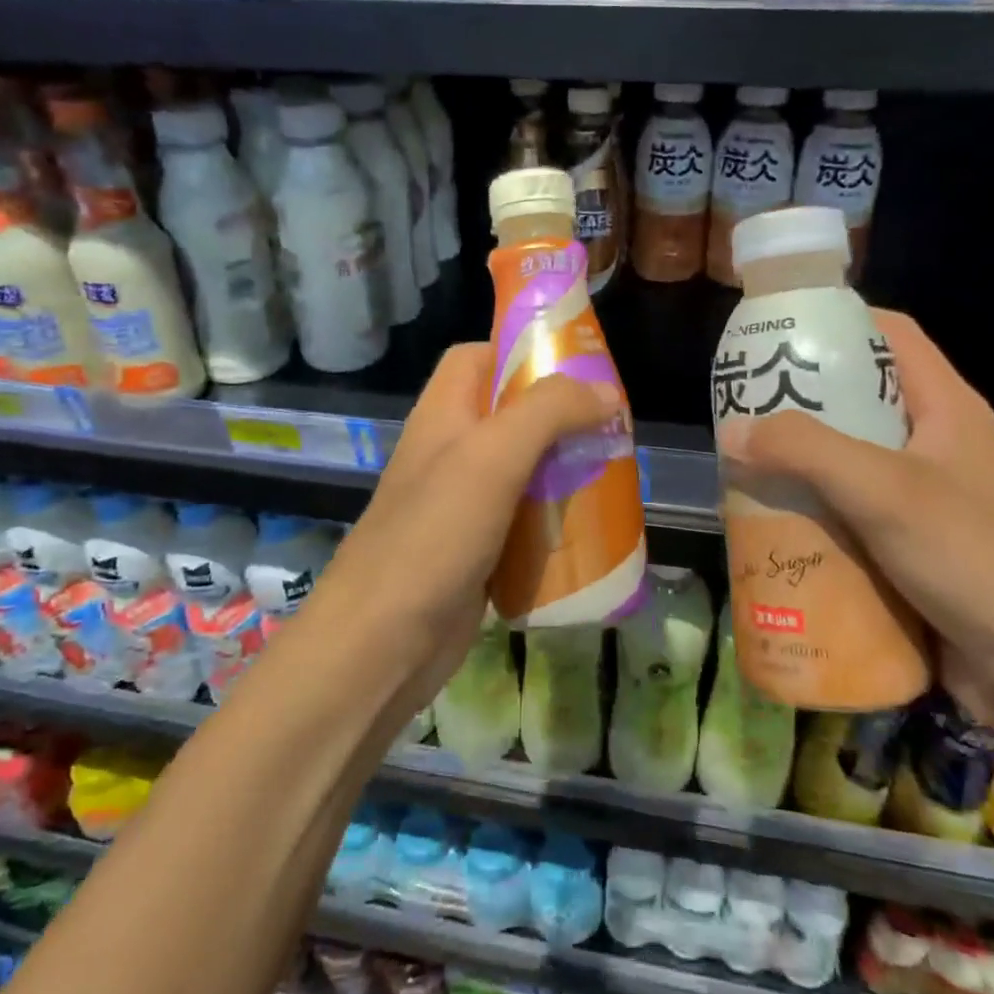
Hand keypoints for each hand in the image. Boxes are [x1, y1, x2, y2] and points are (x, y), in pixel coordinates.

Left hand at [318, 343, 618, 714]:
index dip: (521, 350)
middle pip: (508, 414)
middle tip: (609, 427)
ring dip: (562, 469)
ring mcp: (461, 504)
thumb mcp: (493, 457)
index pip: (477, 357)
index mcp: (443, 414)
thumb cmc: (434, 535)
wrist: (382, 643)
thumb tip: (605, 393)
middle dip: (558, 416)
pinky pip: (522, 520)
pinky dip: (553, 519)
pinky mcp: (476, 550)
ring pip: (521, 469)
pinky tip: (590, 527)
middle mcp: (449, 452)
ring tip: (611, 473)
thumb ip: (548, 411)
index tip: (576, 367)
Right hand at [716, 309, 993, 722]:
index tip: (776, 334)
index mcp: (945, 407)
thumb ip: (806, 451)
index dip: (836, 321)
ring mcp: (924, 498)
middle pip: (860, 399)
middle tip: (743, 409)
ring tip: (744, 468)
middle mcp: (934, 444)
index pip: (891, 334)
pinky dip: (814, 513)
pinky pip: (850, 513)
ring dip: (800, 465)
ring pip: (849, 462)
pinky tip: (774, 525)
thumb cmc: (974, 557)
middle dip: (800, 402)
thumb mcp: (884, 490)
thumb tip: (731, 432)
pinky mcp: (910, 546)